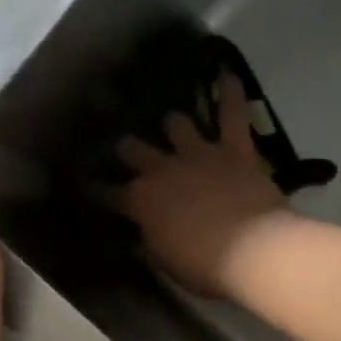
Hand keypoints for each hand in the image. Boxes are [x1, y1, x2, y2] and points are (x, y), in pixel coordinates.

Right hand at [113, 73, 293, 298]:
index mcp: (141, 200)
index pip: (109, 192)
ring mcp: (198, 154)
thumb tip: (145, 231)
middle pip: (133, 149)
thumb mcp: (165, 260)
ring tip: (171, 123)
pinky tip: (227, 73)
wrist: (253, 251)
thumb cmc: (204, 266)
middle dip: (127, 149)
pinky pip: (232, 114)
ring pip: (176, 124)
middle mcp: (162, 169)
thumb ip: (151, 239)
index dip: (97, 190)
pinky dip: (231, 94)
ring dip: (172, 125)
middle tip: (126, 149)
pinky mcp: (234, 149)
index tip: (88, 186)